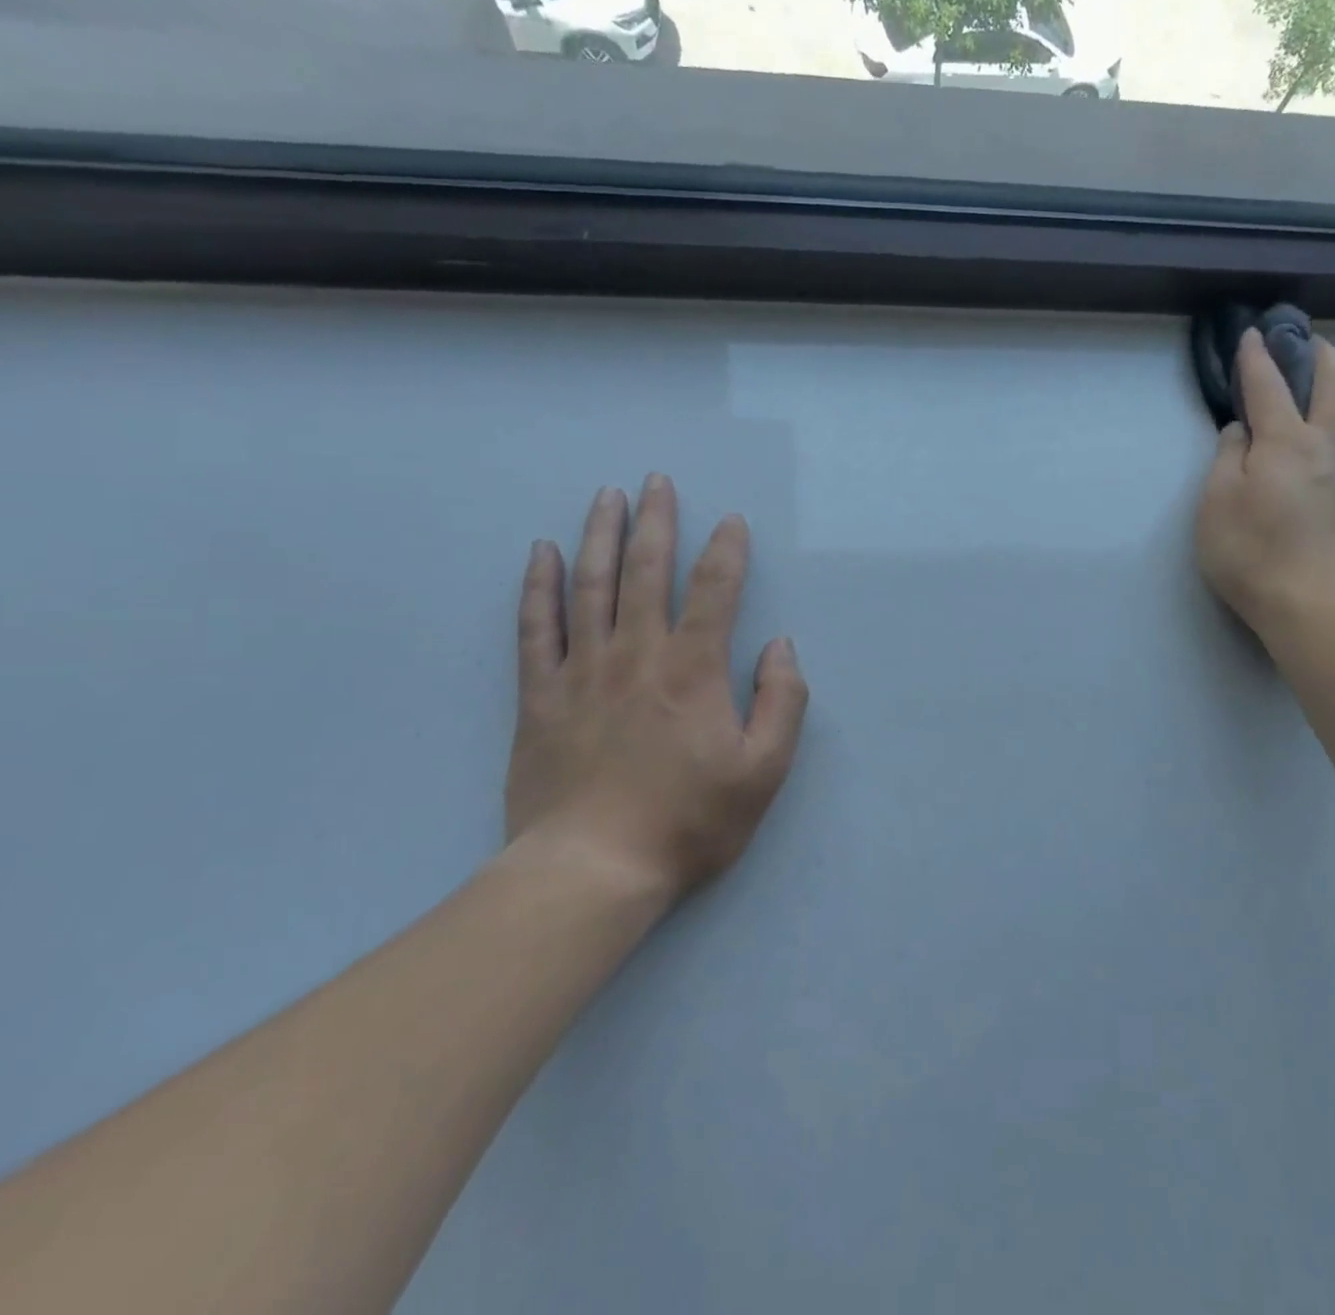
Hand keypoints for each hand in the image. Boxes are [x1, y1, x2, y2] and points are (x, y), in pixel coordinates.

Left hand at [504, 476, 808, 910]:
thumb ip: (782, 702)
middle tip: (657, 481)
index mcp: (694, 670)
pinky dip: (539, 587)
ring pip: (591, 586)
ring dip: (601, 536)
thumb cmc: (689, 822)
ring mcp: (583, 671)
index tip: (732, 521)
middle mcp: (637, 654)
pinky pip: (536, 628)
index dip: (727, 550)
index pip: (715, 590)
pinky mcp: (540, 696)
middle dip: (656, 521)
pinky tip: (542, 554)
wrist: (593, 870)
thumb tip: (780, 646)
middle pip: (647, 571)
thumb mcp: (764, 770)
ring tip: (608, 497)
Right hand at [1195, 329, 1334, 658]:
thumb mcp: (1216, 503)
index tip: (1251, 334)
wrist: (1314, 602)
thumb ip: (1227, 457)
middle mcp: (1330, 442)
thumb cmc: (1252, 553)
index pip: (1268, 385)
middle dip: (1320, 355)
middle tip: (1307, 343)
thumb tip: (1241, 428)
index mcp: (1286, 440)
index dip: (1256, 358)